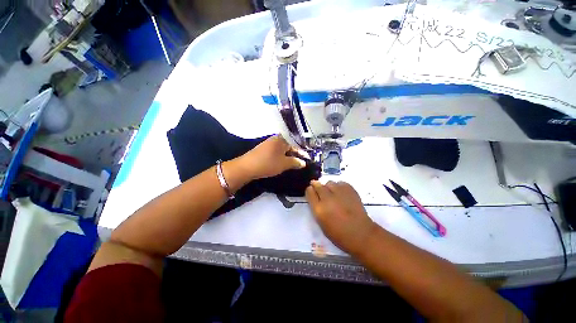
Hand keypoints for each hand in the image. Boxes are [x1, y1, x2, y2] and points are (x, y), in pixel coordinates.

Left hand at [239, 135, 306, 179]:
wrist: (247, 167)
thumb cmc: (268, 163)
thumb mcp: (284, 164)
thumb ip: (295, 162)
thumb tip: (303, 163)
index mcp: (281, 140)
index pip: (295, 147)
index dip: (302, 154)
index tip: (307, 160)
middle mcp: (275, 139)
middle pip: (288, 148)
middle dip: (294, 156)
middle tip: (300, 164)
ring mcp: (268, 143)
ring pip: (282, 151)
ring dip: (287, 157)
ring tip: (292, 164)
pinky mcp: (262, 149)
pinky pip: (275, 152)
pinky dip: (280, 158)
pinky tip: (281, 163)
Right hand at [305, 181, 377, 254]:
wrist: (362, 234)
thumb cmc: (339, 235)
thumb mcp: (322, 224)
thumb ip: (317, 209)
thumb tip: (316, 198)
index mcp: (319, 209)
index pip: (309, 192)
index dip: (310, 191)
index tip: (312, 191)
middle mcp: (327, 199)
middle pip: (318, 185)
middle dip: (316, 185)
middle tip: (319, 188)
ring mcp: (339, 193)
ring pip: (329, 183)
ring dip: (328, 186)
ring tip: (332, 192)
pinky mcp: (350, 191)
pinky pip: (341, 183)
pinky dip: (339, 186)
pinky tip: (341, 192)